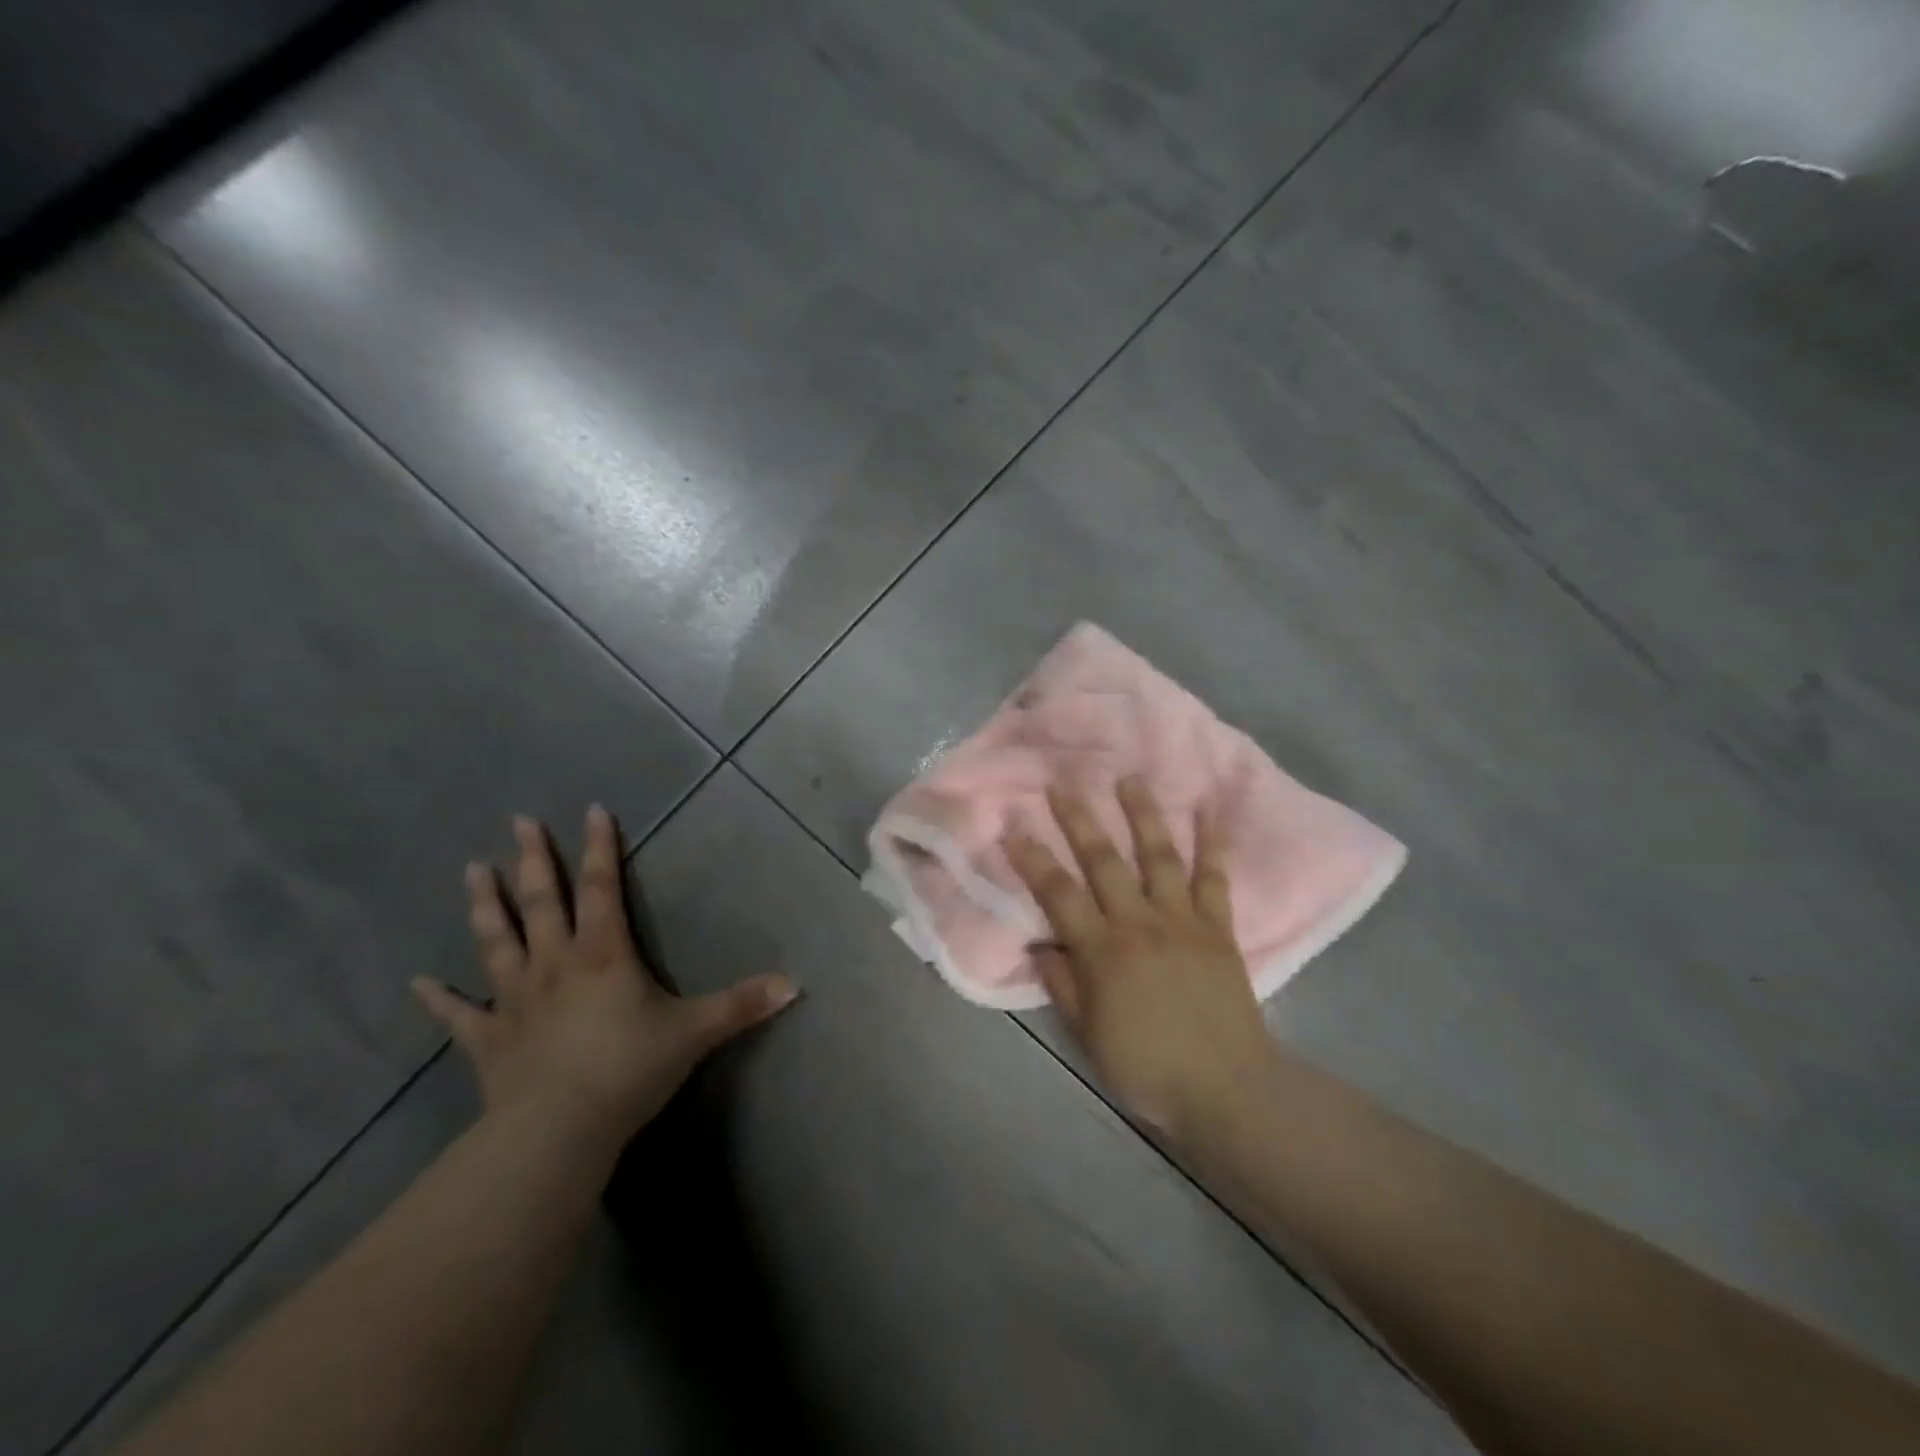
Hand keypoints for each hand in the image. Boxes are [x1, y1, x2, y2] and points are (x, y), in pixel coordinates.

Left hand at [413, 806, 797, 1155]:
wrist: (557, 1132)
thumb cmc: (628, 1069)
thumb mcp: (695, 1032)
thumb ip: (743, 1005)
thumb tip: (796, 983)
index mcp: (603, 954)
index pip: (602, 888)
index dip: (600, 848)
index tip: (592, 811)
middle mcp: (555, 964)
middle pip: (542, 901)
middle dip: (534, 859)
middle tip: (519, 822)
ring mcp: (516, 999)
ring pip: (496, 941)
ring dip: (485, 905)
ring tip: (472, 870)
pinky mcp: (489, 1039)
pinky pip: (459, 1014)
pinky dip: (438, 999)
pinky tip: (418, 983)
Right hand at [1005, 779, 1278, 1144]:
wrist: (1227, 1090)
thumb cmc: (1148, 1067)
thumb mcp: (1088, 1035)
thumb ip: (1062, 984)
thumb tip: (1040, 942)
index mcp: (1102, 951)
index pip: (1058, 893)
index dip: (1032, 859)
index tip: (1013, 827)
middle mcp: (1139, 923)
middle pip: (1103, 861)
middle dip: (1079, 819)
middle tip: (1063, 782)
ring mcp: (1182, 920)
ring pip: (1158, 855)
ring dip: (1142, 814)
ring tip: (1129, 778)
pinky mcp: (1218, 927)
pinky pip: (1214, 878)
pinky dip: (1213, 843)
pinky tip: (1209, 810)